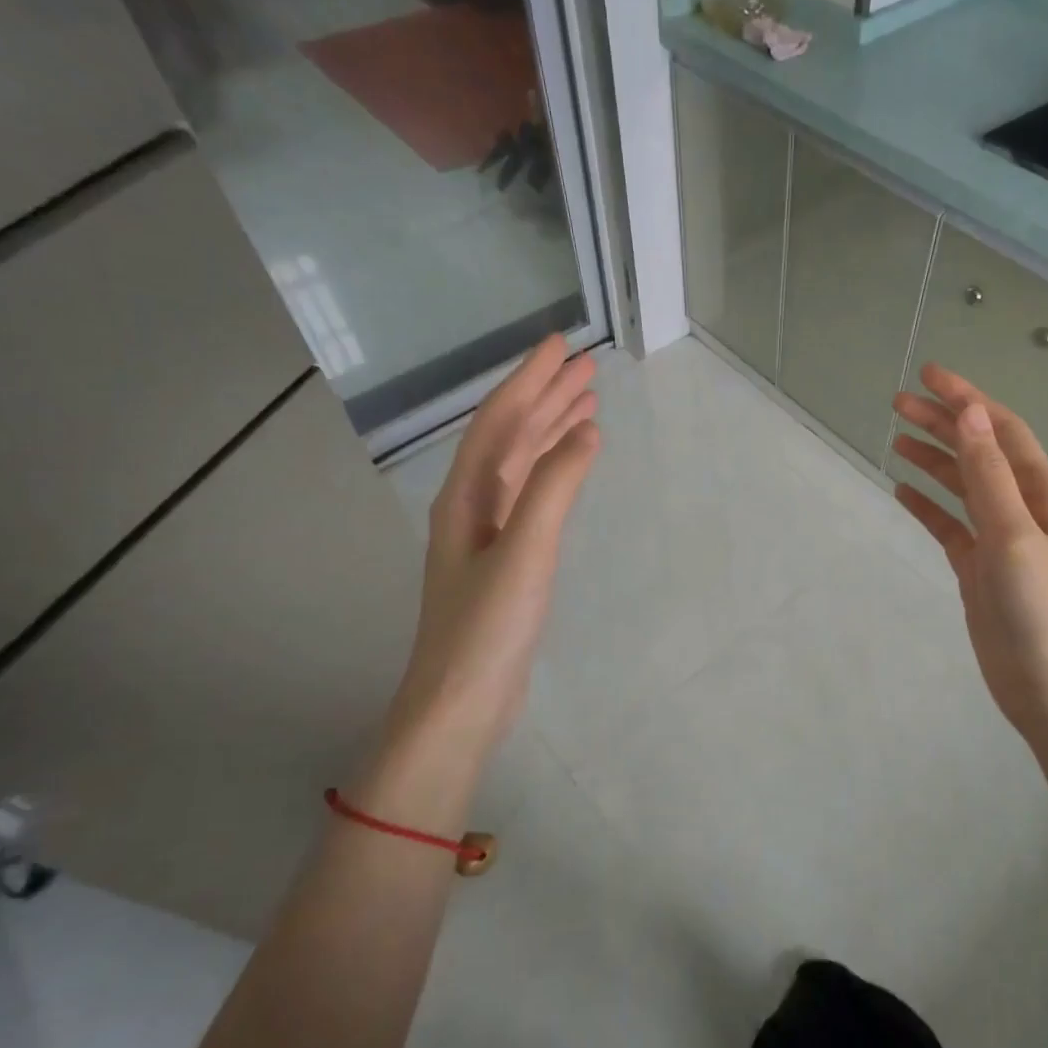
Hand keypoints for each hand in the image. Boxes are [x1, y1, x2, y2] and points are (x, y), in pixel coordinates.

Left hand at [358, 335, 599, 820]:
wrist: (460, 701)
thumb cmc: (487, 626)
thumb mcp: (525, 552)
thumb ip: (554, 488)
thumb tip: (586, 432)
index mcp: (465, 495)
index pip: (501, 420)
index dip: (531, 380)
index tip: (562, 345)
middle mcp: (471, 504)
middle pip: (510, 435)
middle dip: (545, 397)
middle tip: (586, 366)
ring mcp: (487, 532)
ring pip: (521, 464)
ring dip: (551, 430)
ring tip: (586, 403)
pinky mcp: (505, 558)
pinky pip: (531, 494)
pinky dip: (553, 471)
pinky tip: (572, 464)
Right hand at [892, 365, 1047, 823]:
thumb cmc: (1043, 612)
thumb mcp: (1015, 536)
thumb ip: (989, 475)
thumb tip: (970, 414)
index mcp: (1039, 494)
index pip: (1000, 431)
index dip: (967, 400)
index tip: (928, 375)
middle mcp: (1021, 509)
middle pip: (977, 452)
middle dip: (942, 423)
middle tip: (897, 402)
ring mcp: (999, 541)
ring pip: (961, 486)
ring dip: (933, 458)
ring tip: (896, 437)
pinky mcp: (979, 570)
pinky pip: (949, 525)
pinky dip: (927, 505)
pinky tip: (903, 490)